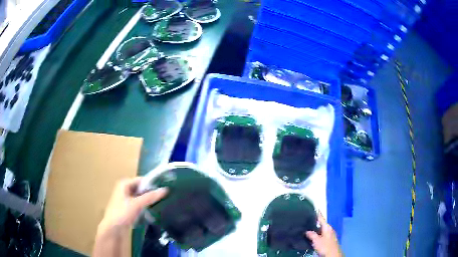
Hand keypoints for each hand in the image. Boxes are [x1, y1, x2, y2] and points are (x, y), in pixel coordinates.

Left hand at [98, 177, 167, 235]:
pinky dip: (145, 205)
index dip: (152, 184)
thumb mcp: (137, 204)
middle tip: (163, 197)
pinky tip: (152, 210)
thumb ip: (150, 197)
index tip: (164, 189)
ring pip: (140, 196)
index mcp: (124, 184)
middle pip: (141, 188)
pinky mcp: (128, 208)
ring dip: (148, 200)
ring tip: (160, 203)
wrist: (113, 229)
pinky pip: (139, 203)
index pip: (141, 180)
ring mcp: (126, 199)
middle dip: (151, 192)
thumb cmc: (122, 213)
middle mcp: (124, 189)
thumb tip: (165, 189)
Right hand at [306, 212, 341, 256]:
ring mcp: (330, 235)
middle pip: (321, 225)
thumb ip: (311, 235)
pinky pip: (322, 235)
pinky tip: (313, 238)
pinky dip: (317, 235)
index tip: (315, 209)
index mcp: (327, 227)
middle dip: (315, 224)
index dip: (318, 214)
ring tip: (308, 230)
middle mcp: (329, 229)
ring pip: (321, 230)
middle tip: (307, 222)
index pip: (321, 219)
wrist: (333, 254)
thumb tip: (307, 231)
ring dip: (316, 230)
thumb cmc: (325, 246)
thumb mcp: (316, 240)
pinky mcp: (329, 240)